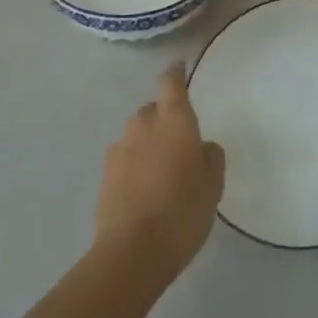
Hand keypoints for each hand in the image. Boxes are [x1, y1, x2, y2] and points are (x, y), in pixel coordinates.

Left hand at [94, 63, 225, 282]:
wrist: (133, 252)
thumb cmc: (183, 212)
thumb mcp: (212, 186)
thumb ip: (210, 157)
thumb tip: (201, 146)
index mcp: (174, 121)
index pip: (171, 82)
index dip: (175, 71)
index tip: (179, 65)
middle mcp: (143, 125)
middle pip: (152, 109)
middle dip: (163, 118)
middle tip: (179, 142)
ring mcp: (120, 148)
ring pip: (136, 134)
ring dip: (147, 142)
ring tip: (161, 169)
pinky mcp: (104, 173)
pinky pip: (124, 157)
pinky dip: (134, 163)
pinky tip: (144, 188)